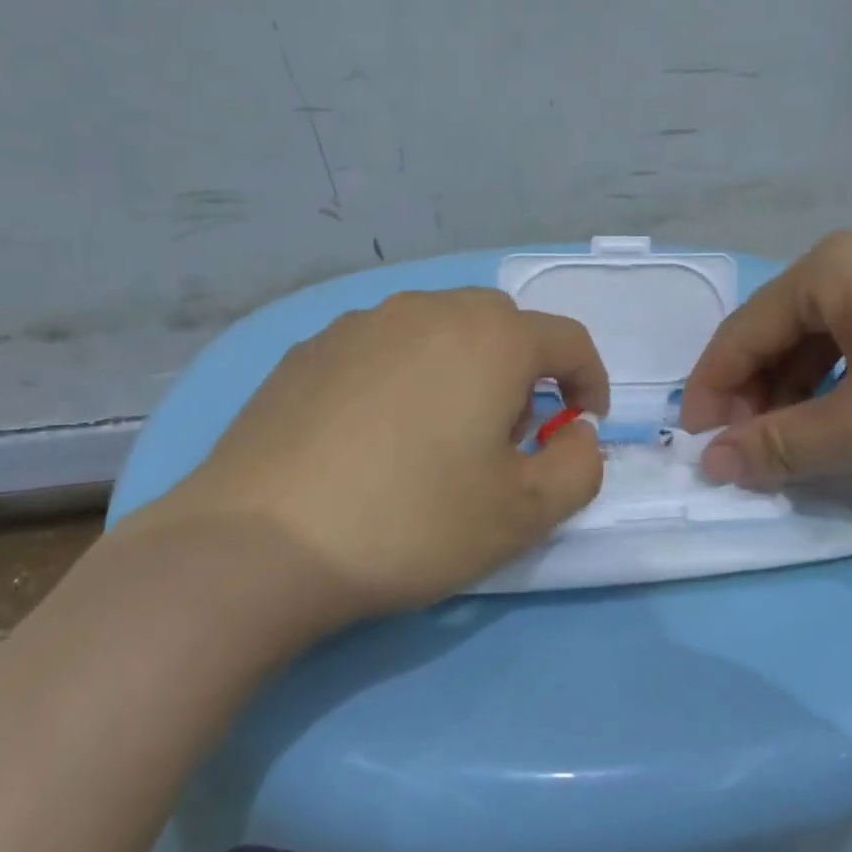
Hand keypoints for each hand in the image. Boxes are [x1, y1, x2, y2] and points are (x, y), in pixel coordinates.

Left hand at [137, 288, 608, 615]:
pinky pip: (381, 348)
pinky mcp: (308, 350)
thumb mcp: (524, 513)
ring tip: (438, 435)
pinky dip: (402, 376)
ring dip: (461, 369)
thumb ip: (578, 466)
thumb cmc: (412, 522)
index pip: (567, 340)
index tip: (582, 427)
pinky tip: (374, 434)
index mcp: (490, 338)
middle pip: (501, 325)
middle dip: (523, 372)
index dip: (590, 382)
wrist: (261, 541)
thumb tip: (577, 434)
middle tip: (508, 435)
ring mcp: (359, 324)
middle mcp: (427, 310)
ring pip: (437, 330)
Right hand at [681, 230, 851, 496]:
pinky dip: (842, 389)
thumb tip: (711, 465)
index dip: (712, 392)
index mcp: (834, 268)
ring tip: (795, 449)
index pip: (743, 331)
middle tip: (748, 456)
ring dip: (797, 397)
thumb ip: (777, 446)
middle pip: (780, 333)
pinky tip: (847, 426)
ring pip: (824, 342)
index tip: (696, 447)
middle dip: (756, 396)